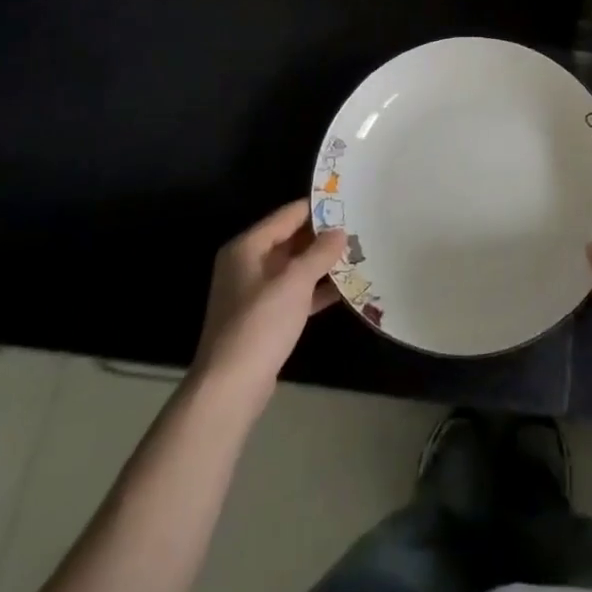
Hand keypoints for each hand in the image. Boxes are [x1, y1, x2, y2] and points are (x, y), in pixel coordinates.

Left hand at [195, 200, 345, 397]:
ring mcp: (255, 292)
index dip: (319, 208)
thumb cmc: (260, 324)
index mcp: (248, 247)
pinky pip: (296, 293)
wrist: (230, 388)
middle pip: (291, 239)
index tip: (351, 203)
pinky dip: (317, 290)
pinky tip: (346, 290)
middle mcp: (248, 264)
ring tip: (360, 255)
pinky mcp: (265, 318)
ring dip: (324, 264)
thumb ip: (320, 253)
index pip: (288, 215)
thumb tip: (339, 231)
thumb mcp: (295, 282)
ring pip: (295, 268)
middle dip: (324, 237)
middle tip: (361, 229)